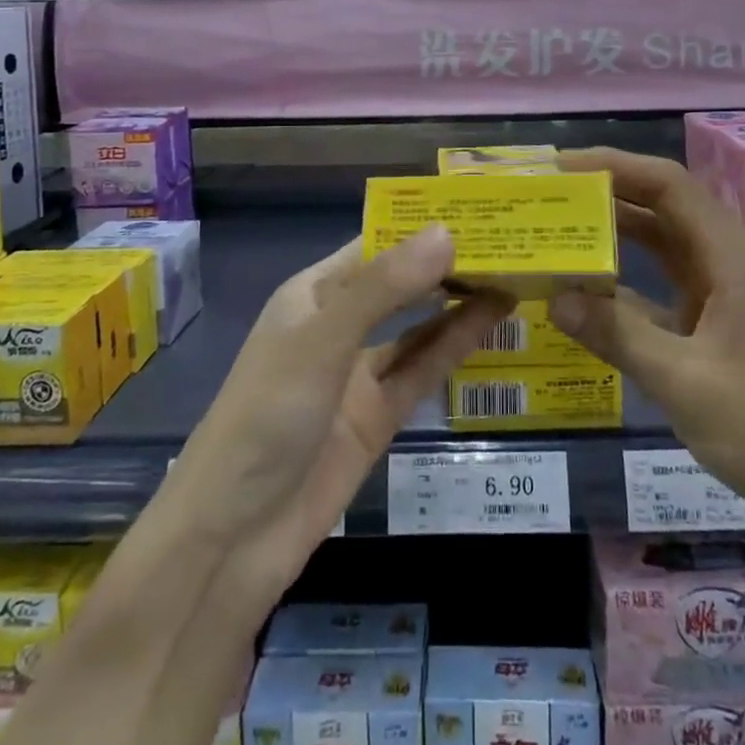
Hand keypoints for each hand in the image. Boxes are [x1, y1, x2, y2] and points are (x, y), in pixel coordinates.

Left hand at [170, 227, 509, 587]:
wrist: (232, 535)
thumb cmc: (267, 413)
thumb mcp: (325, 338)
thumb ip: (386, 288)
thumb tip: (447, 232)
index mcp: (314, 293)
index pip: (376, 244)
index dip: (422, 226)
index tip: (478, 209)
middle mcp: (339, 325)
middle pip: (401, 284)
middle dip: (446, 264)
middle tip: (511, 241)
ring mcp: (358, 374)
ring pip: (417, 328)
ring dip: (457, 304)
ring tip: (512, 276)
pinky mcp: (377, 417)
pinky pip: (421, 372)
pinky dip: (453, 348)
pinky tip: (490, 324)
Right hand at [549, 149, 744, 503]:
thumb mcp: (681, 382)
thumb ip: (616, 333)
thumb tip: (555, 296)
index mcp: (734, 260)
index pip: (671, 186)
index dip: (617, 166)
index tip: (564, 166)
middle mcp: (732, 261)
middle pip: (668, 204)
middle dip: (611, 191)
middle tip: (553, 191)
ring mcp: (728, 289)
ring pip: (667, 239)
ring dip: (619, 228)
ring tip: (563, 221)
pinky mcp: (720, 317)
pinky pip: (669, 278)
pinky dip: (631, 272)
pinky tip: (591, 280)